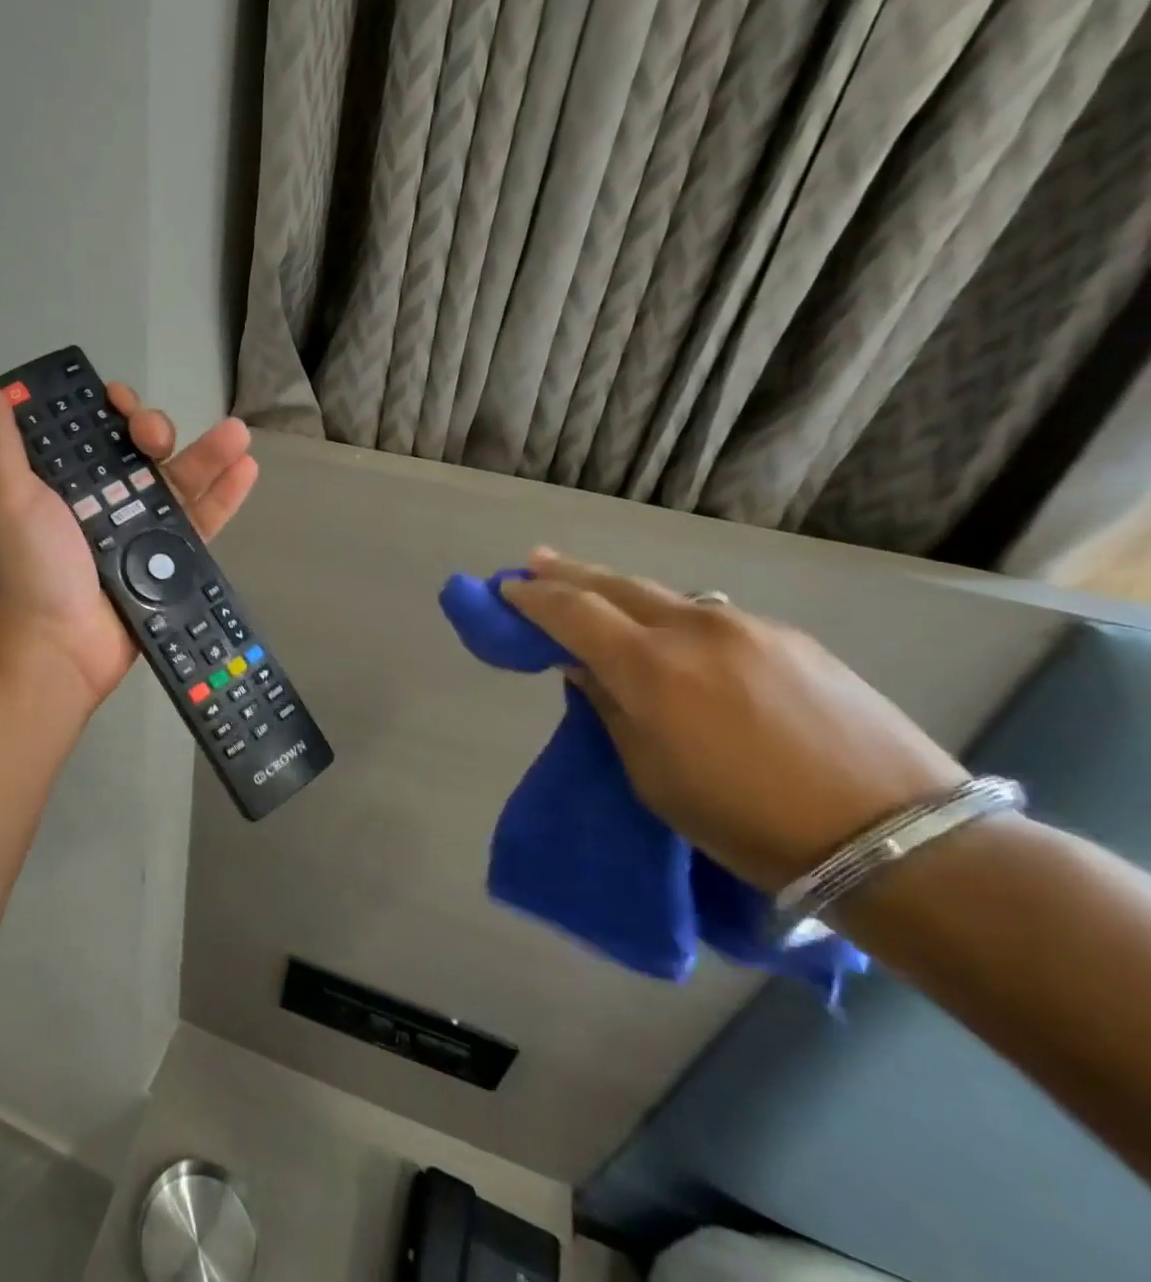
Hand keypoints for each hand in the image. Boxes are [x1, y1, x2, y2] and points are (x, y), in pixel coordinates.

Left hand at [0, 372, 257, 706]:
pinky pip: (202, 523)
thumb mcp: (7, 495)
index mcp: (65, 481)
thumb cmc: (30, 568)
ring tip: (237, 434)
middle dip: (155, 430)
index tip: (118, 404)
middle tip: (154, 438)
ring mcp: (140, 532)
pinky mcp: (168, 562)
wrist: (56, 649)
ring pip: (179, 480)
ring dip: (209, 453)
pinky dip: (225, 496)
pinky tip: (247, 468)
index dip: (109, 408)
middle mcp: (104, 500)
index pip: (94, 430)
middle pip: (141, 450)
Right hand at [500, 550, 968, 892]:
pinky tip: (673, 635)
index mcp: (650, 668)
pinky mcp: (791, 638)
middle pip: (614, 584)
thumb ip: (610, 708)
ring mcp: (747, 626)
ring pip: (665, 595)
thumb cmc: (748, 822)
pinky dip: (674, 616)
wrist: (897, 839)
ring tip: (594, 591)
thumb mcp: (652, 776)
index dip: (531, 598)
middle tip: (533, 562)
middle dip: (566, 572)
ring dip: (620, 591)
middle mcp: (694, 629)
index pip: (571, 612)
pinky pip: (711, 616)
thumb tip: (585, 667)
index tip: (505, 590)